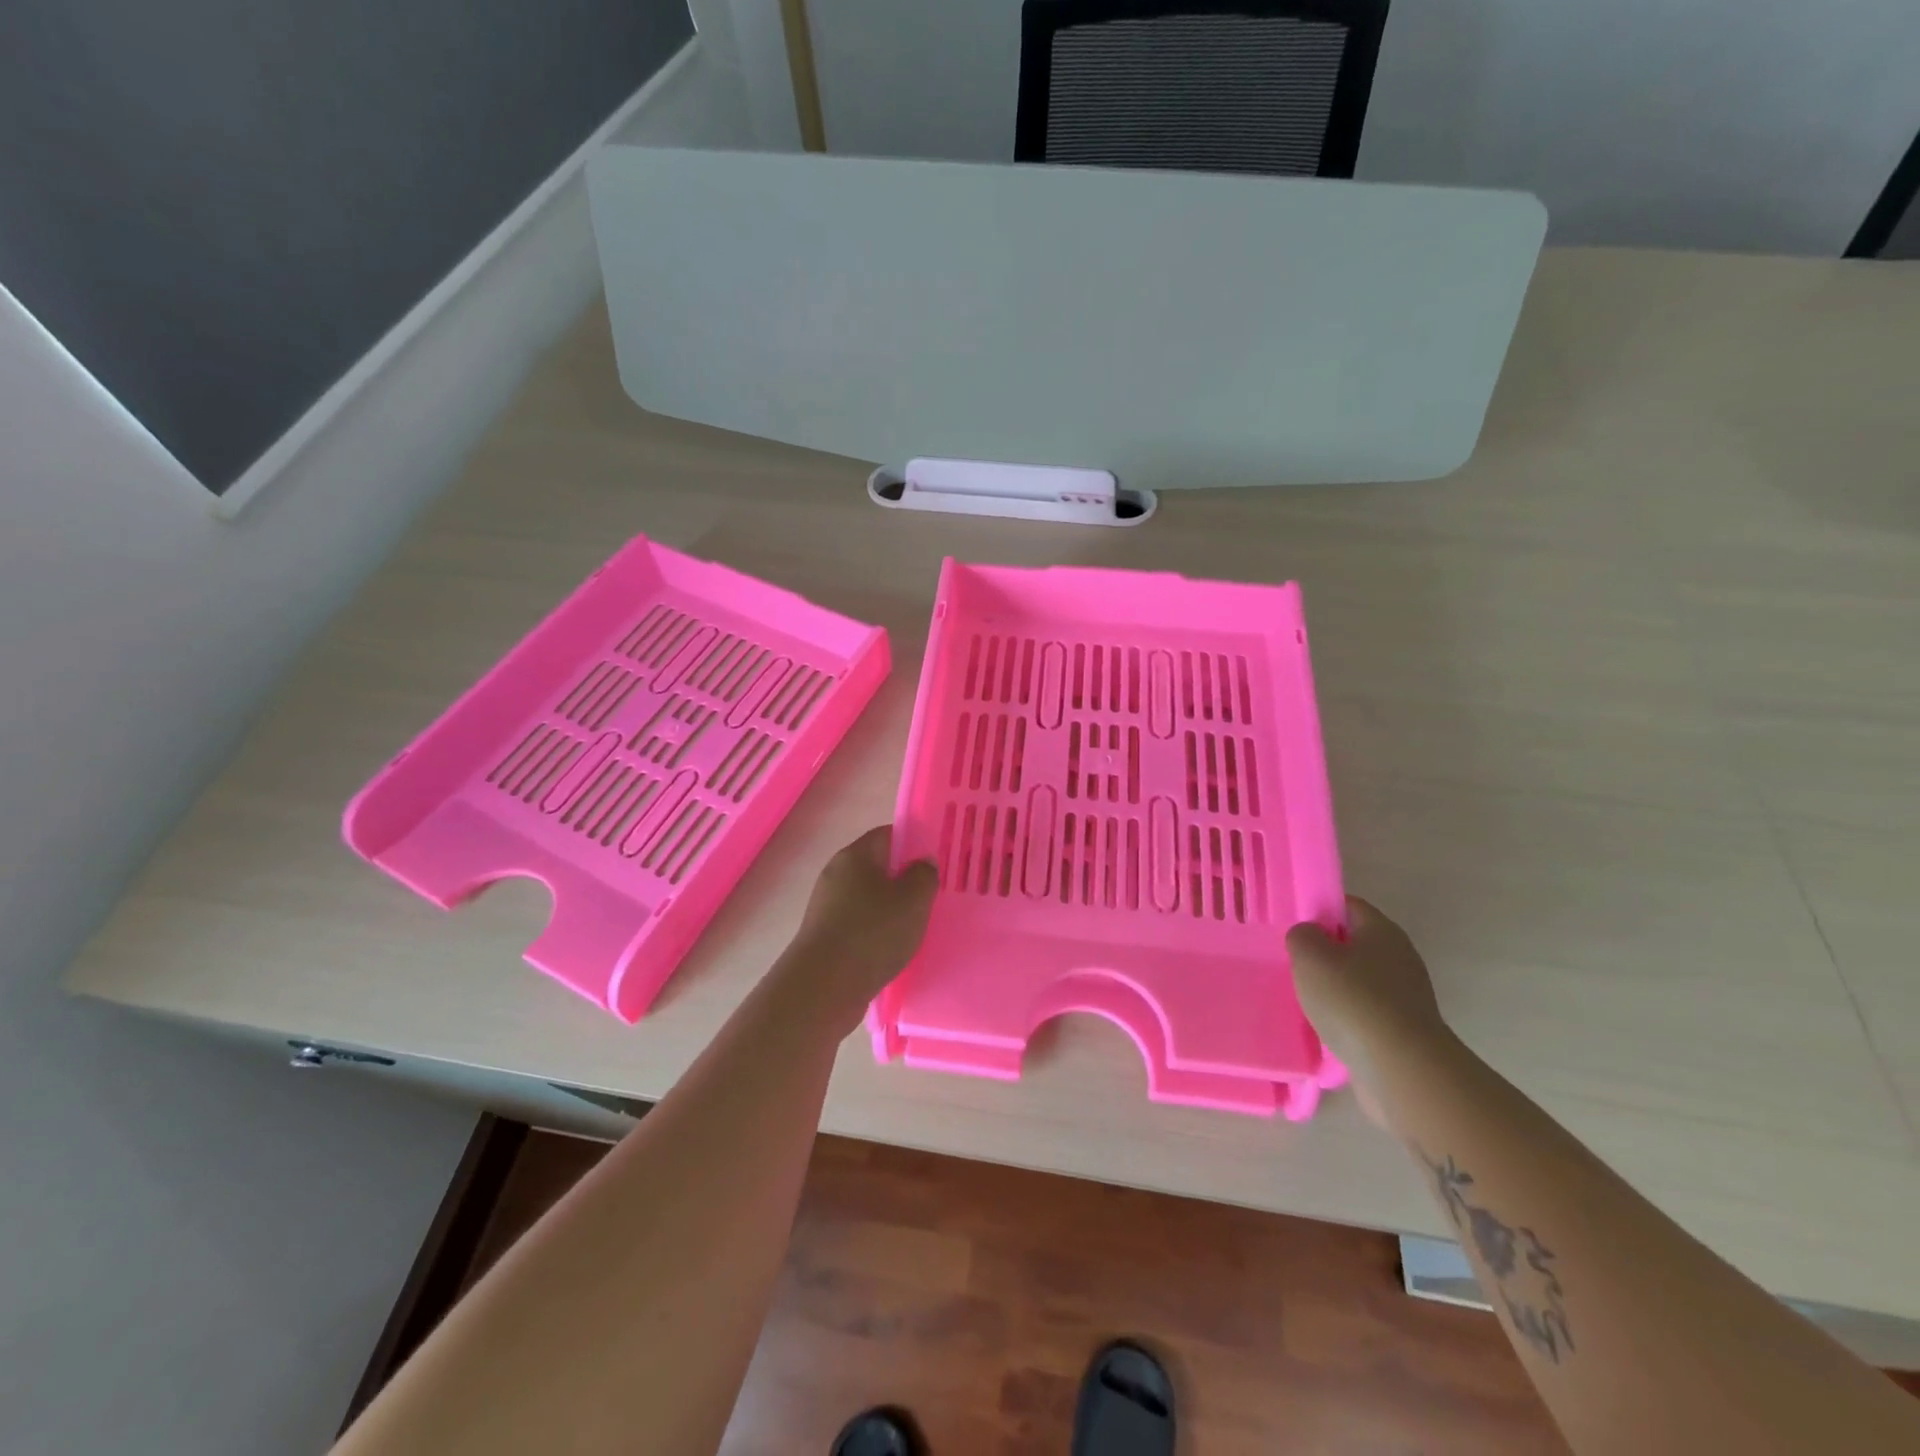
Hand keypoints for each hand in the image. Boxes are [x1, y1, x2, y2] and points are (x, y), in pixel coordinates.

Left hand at [786, 826, 937, 1020]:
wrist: (824, 987)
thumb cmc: (872, 933)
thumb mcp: (913, 900)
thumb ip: (924, 875)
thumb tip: (922, 861)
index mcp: (855, 855)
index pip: (888, 834)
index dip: (914, 843)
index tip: (935, 863)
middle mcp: (836, 874)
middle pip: (877, 867)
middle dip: (904, 879)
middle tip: (931, 896)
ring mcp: (827, 905)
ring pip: (868, 897)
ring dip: (891, 909)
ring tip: (916, 926)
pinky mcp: (825, 935)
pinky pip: (858, 923)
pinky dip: (876, 931)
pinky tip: (893, 948)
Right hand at [1288, 898, 1455, 1122]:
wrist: (1401, 1070)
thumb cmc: (1352, 999)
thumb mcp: (1309, 955)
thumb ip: (1302, 935)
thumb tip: (1310, 937)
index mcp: (1382, 931)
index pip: (1348, 905)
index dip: (1320, 910)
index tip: (1295, 928)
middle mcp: (1400, 958)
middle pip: (1355, 944)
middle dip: (1325, 953)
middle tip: (1295, 965)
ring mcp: (1406, 998)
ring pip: (1360, 982)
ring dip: (1335, 989)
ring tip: (1305, 1000)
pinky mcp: (1404, 1032)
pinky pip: (1367, 1014)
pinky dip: (1347, 1019)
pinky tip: (1326, 1030)